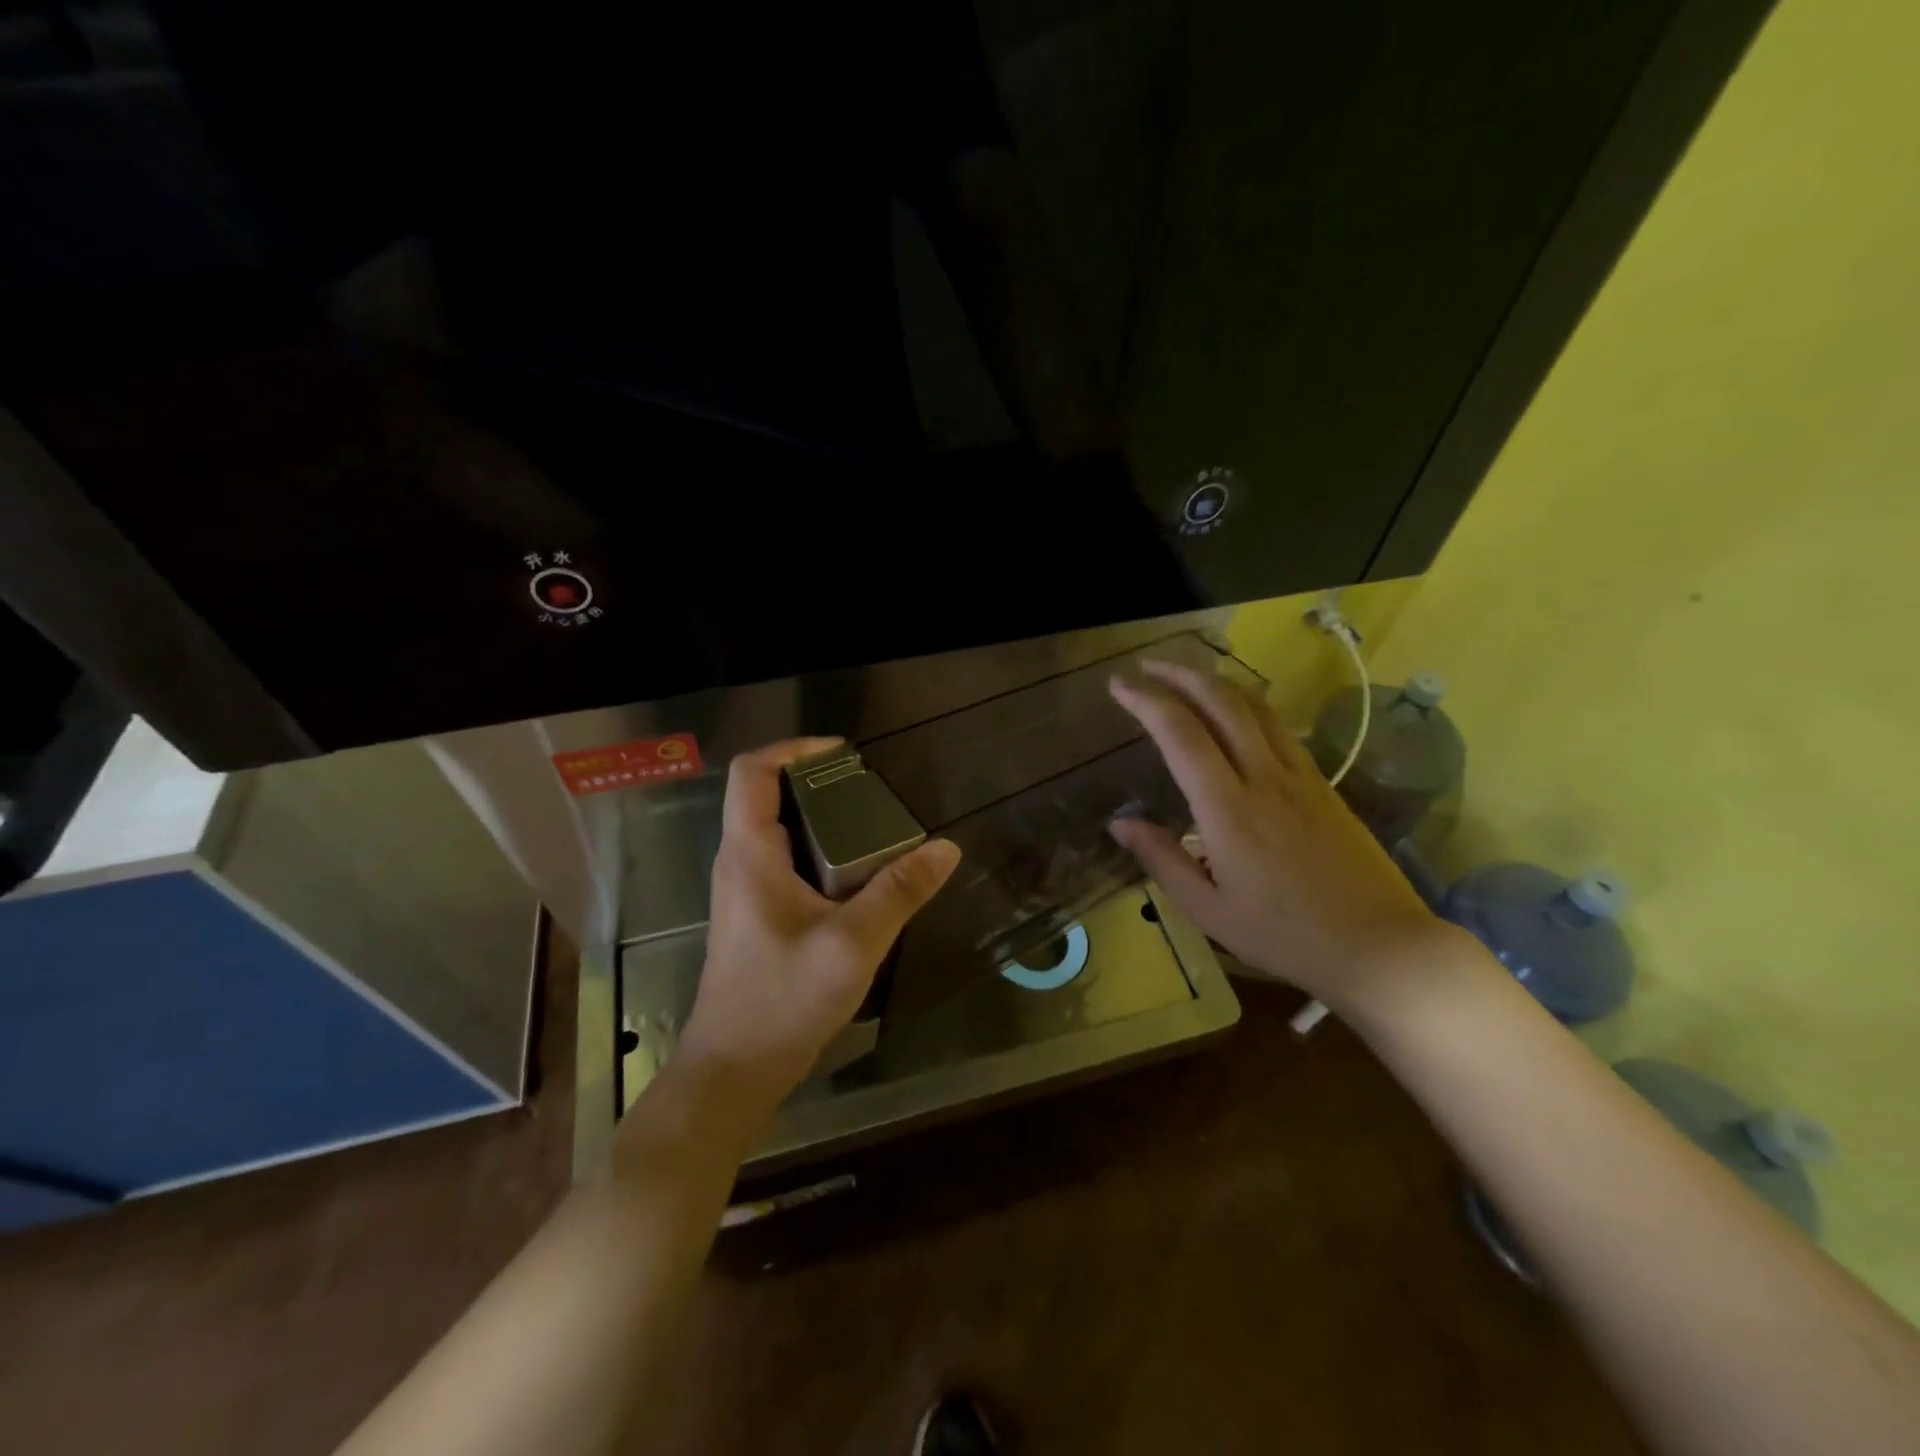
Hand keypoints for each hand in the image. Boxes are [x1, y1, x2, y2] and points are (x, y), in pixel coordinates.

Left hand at [678, 738, 960, 1110]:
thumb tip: (945, 848)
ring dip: (821, 819)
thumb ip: (900, 892)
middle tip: (870, 791)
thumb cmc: (784, 999)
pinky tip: (858, 875)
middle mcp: (739, 862)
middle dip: (817, 783)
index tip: (843, 752)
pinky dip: (820, 851)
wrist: (735, 1069)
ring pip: (778, 831)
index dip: (793, 748)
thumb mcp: (853, 943)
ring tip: (873, 826)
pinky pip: (786, 862)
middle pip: (767, 796)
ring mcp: (745, 891)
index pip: (751, 772)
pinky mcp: (757, 915)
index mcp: (749, 854)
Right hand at [1107, 661, 1448, 1013]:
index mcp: (1229, 810)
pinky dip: (1247, 705)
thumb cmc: (1285, 935)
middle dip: (1180, 674)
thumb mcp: (1208, 910)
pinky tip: (1234, 713)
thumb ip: (1161, 859)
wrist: (1381, 946)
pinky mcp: (1324, 784)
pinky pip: (1279, 727)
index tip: (1119, 685)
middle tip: (1147, 665)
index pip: (1181, 734)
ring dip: (1215, 682)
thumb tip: (1119, 823)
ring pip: (1255, 707)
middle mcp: (1265, 778)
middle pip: (1221, 703)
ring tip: (1184, 676)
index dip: (1146, 701)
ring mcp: (1301, 776)